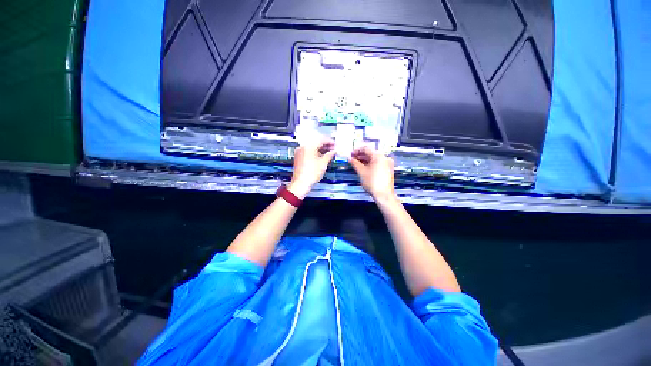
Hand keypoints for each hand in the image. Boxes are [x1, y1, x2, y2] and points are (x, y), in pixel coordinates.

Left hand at [288, 139, 335, 198]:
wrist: (301, 183)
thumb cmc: (310, 174)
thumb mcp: (323, 163)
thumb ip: (329, 155)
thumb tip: (333, 151)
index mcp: (308, 146)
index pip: (321, 140)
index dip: (330, 142)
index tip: (335, 144)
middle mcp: (302, 147)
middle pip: (316, 143)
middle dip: (325, 146)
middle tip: (333, 149)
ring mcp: (300, 152)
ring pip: (312, 148)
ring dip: (321, 150)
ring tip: (329, 153)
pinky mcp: (299, 157)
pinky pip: (309, 152)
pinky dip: (315, 153)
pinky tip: (321, 157)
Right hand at [349, 146, 395, 202]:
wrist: (384, 195)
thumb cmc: (372, 182)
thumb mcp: (361, 171)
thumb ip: (355, 163)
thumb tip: (350, 158)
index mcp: (379, 156)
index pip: (366, 149)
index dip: (357, 151)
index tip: (351, 155)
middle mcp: (385, 158)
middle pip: (371, 153)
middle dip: (360, 156)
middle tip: (352, 159)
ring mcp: (387, 164)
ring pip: (374, 159)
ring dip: (365, 160)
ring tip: (356, 164)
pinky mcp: (388, 170)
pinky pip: (378, 164)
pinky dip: (370, 164)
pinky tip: (364, 168)